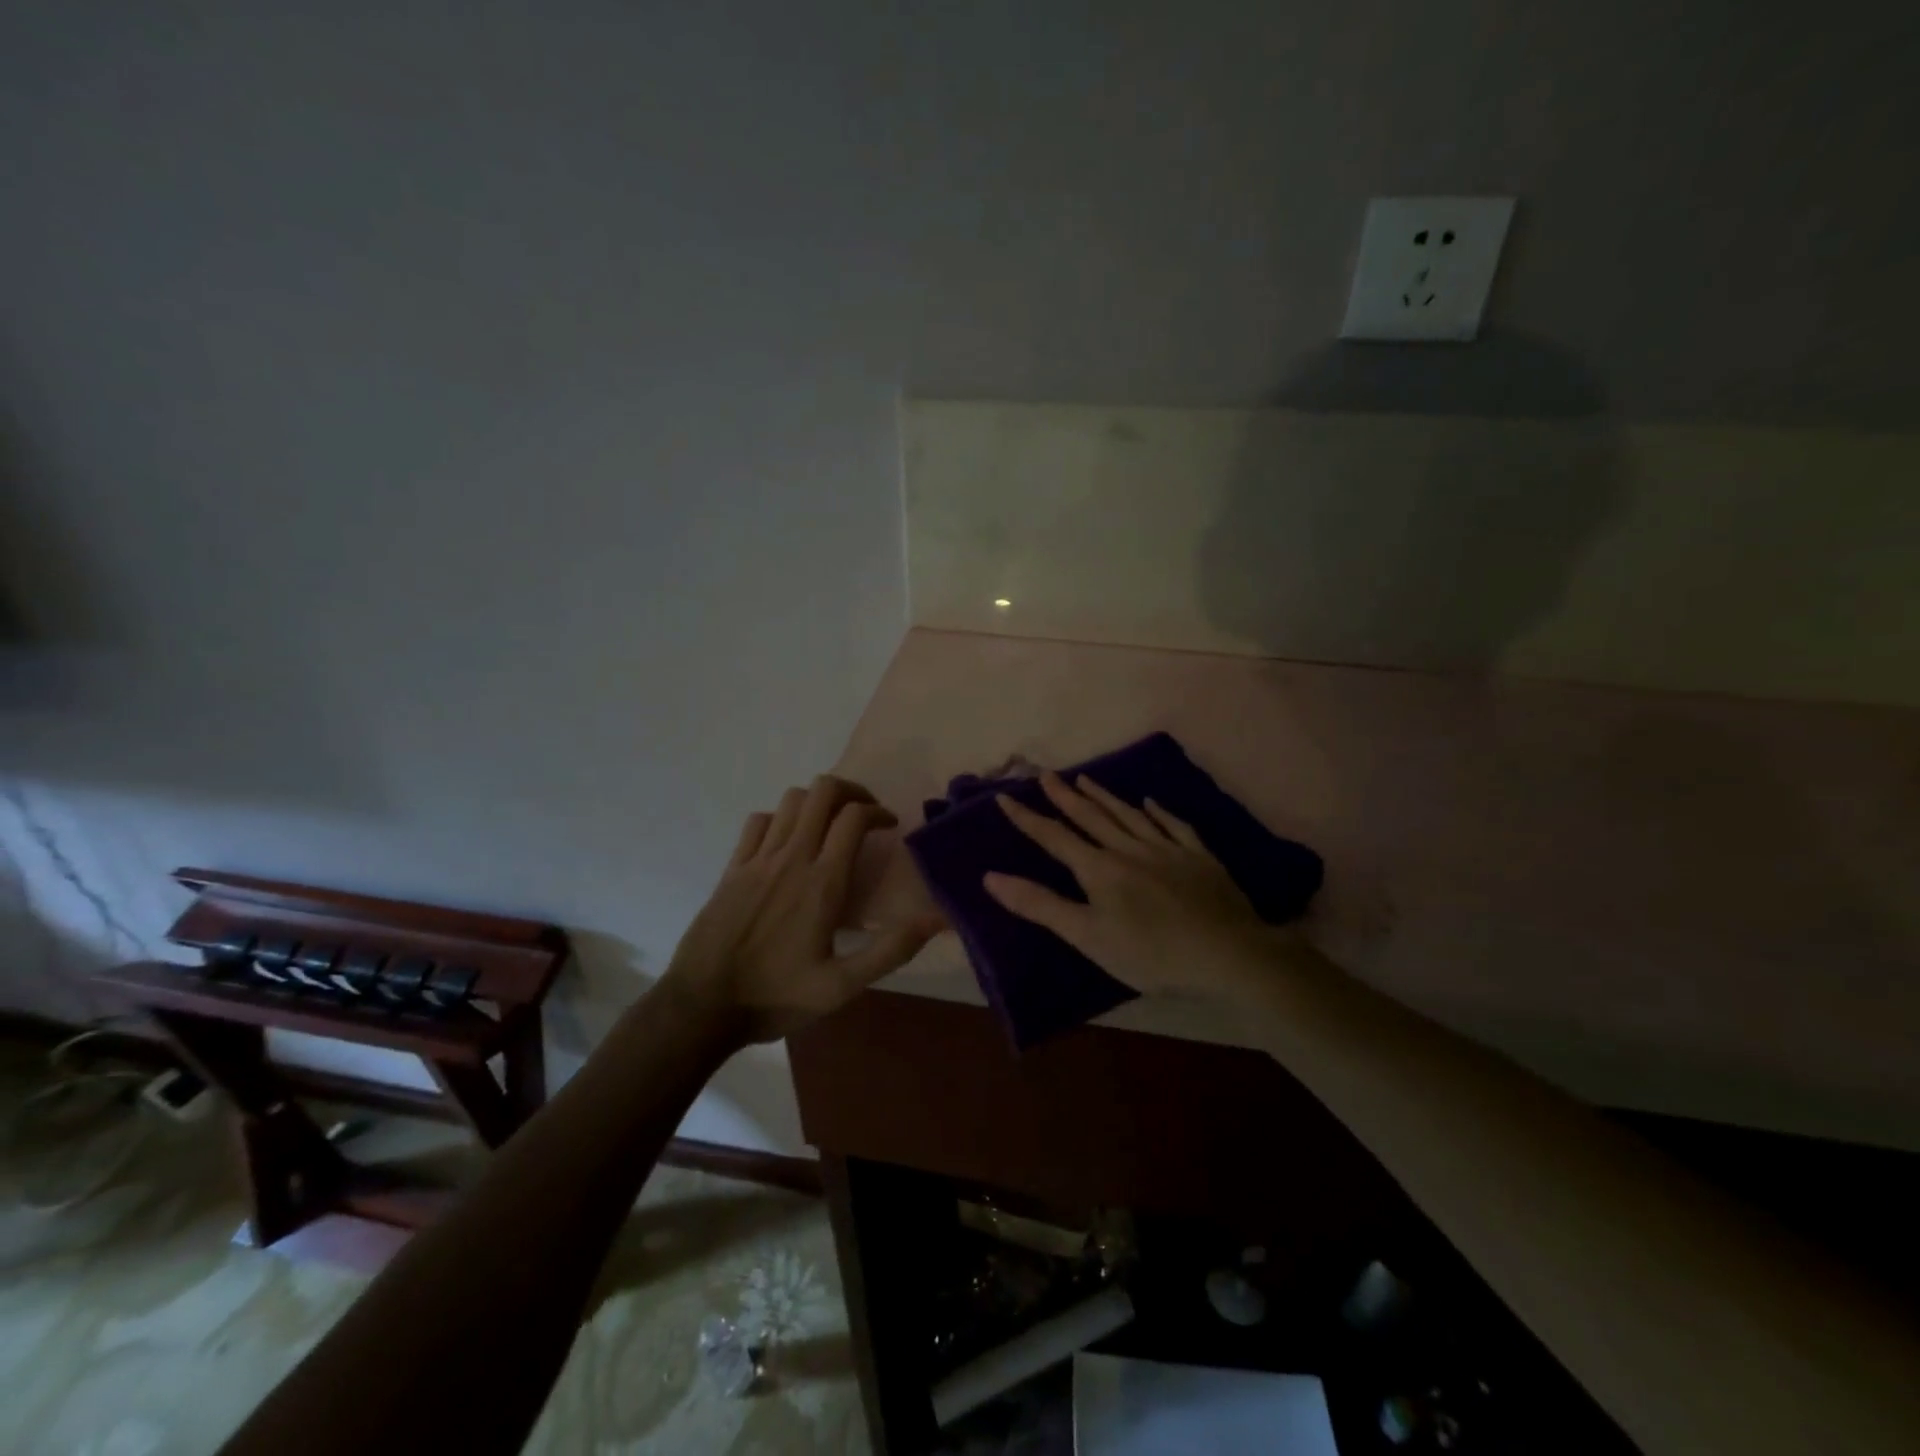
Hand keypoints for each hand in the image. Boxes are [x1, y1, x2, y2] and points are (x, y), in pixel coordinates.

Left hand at [662, 775, 942, 1043]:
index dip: (878, 811)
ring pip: (791, 800)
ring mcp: (757, 859)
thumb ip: (891, 950)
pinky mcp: (732, 868)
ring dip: (817, 801)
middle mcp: (791, 858)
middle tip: (865, 814)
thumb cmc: (776, 997)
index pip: (854, 817)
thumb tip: (938, 919)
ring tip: (831, 823)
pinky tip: (789, 842)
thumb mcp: (842, 987)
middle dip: (851, 791)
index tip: (890, 827)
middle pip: (822, 792)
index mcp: (822, 882)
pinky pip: (759, 821)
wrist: (701, 1007)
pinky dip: (781, 818)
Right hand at [983, 771, 1290, 1001]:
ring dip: (1104, 796)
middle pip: (1091, 817)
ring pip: (1129, 815)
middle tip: (1046, 774)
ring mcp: (1167, 850)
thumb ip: (1040, 905)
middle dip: (1064, 797)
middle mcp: (1130, 849)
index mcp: (1100, 869)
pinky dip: (1158, 812)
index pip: (1054, 838)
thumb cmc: (1152, 953)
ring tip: (1085, 779)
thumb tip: (991, 877)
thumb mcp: (1088, 936)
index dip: (1027, 818)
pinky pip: (1174, 826)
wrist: (1228, 954)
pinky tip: (1151, 802)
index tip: (1004, 797)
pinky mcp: (1199, 858)